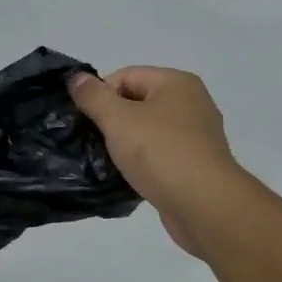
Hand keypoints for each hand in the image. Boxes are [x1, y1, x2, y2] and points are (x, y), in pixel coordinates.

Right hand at [70, 67, 246, 256]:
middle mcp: (192, 103)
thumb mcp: (117, 119)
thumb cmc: (160, 152)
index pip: (126, 76)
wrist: (204, 205)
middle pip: (137, 102)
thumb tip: (77, 78)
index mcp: (176, 83)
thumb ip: (93, 96)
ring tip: (108, 161)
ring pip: (148, 131)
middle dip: (112, 120)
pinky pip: (160, 155)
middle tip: (93, 141)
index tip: (85, 120)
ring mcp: (197, 136)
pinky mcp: (196, 165)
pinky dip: (143, 162)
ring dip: (126, 143)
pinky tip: (129, 177)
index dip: (100, 95)